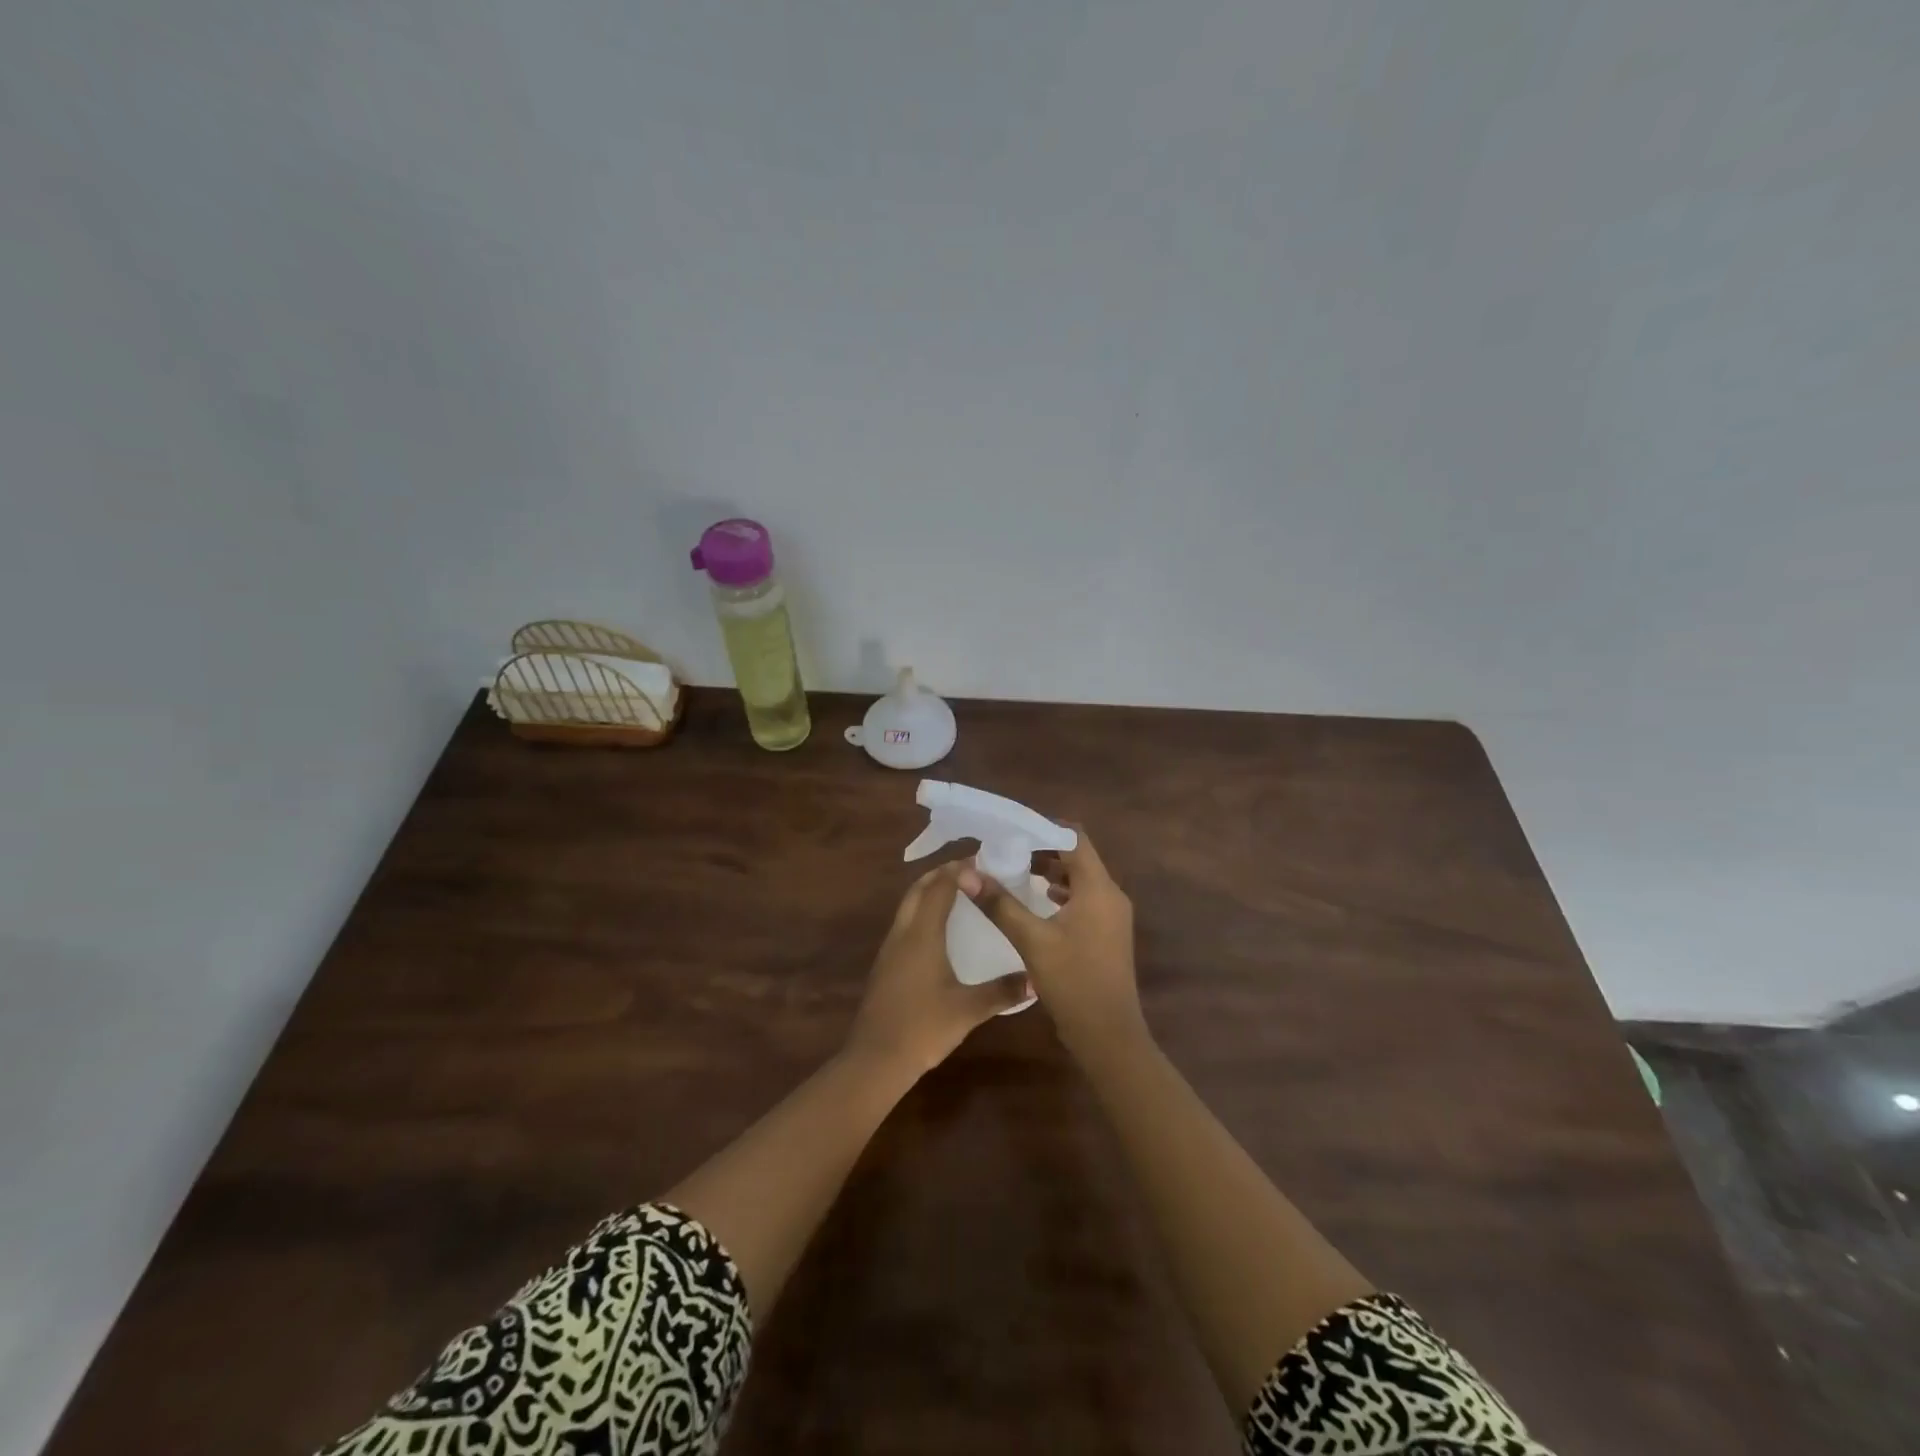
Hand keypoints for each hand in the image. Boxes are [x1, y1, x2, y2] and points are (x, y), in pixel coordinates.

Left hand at [846, 862, 1032, 1077]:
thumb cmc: (923, 1027)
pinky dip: (921, 912)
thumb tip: (1036, 979)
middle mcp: (903, 932)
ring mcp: (890, 948)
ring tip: (958, 894)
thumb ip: (1003, 991)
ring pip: (908, 905)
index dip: (959, 870)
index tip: (984, 862)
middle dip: (942, 874)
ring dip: (929, 892)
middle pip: (919, 889)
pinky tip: (938, 930)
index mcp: (922, 934)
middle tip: (971, 872)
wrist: (875, 1059)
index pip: (940, 887)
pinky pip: (904, 923)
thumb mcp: (968, 1010)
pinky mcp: (885, 964)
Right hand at [960, 829, 1144, 1059]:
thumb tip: (966, 874)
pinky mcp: (1107, 934)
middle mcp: (1110, 895)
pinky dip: (1060, 893)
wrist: (1109, 1036)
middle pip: (1078, 857)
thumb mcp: (1031, 940)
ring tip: (1015, 871)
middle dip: (1043, 849)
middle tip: (1006, 849)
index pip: (1075, 838)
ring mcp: (1112, 916)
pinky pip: (1083, 899)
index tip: (1012, 829)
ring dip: (1050, 872)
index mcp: (1098, 888)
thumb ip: (999, 904)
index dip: (1044, 828)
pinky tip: (1035, 902)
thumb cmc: (1073, 982)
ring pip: (1080, 879)